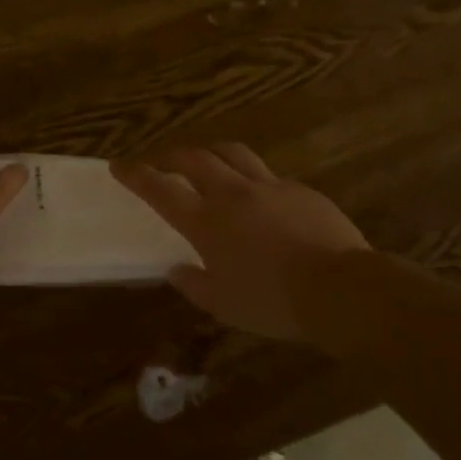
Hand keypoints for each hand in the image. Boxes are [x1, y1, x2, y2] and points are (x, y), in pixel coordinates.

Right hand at [112, 143, 368, 341]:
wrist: (341, 290)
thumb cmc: (273, 303)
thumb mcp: (224, 306)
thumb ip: (194, 285)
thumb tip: (176, 270)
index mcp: (206, 222)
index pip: (160, 189)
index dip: (136, 175)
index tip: (119, 165)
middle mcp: (233, 194)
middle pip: (194, 158)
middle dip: (172, 155)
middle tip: (163, 161)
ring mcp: (269, 187)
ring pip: (233, 153)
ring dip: (212, 153)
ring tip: (207, 161)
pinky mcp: (300, 190)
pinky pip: (268, 175)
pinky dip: (252, 178)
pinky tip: (259, 196)